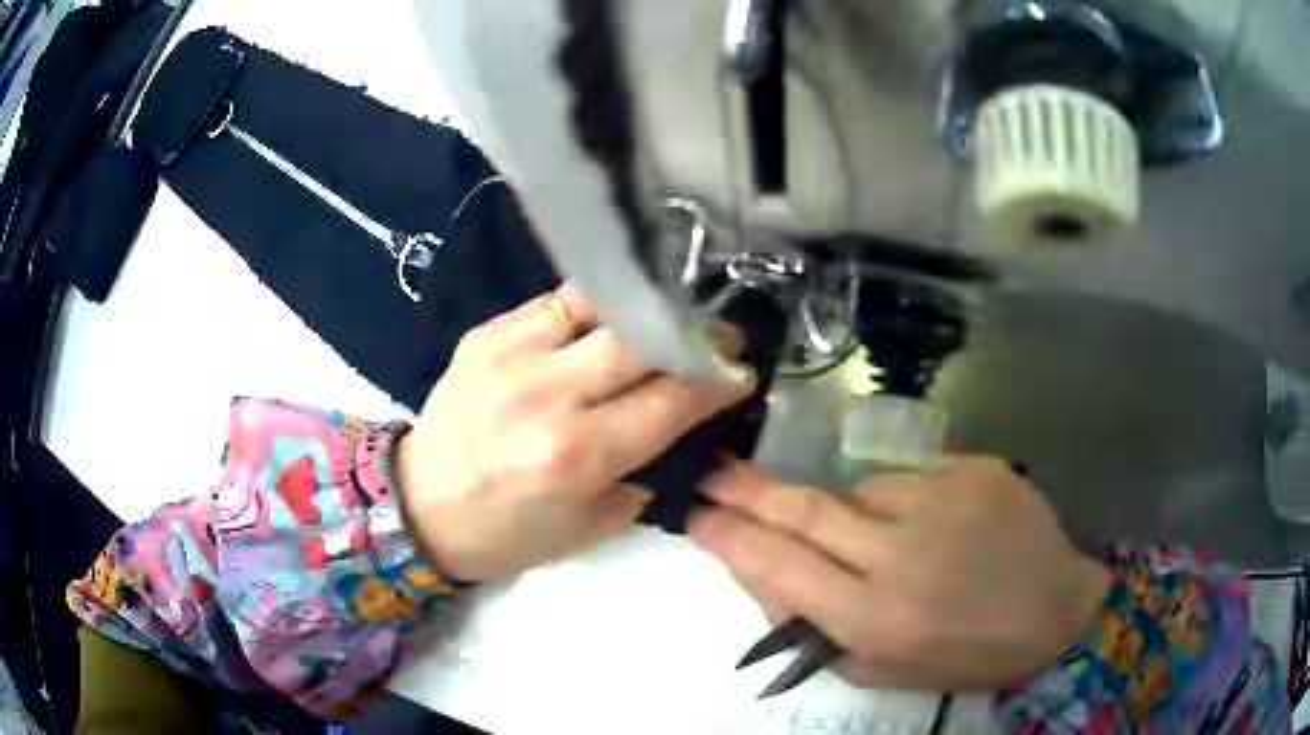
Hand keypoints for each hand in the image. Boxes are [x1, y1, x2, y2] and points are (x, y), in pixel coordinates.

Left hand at [397, 284, 752, 581]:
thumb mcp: (591, 526)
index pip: (670, 399)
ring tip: (659, 319)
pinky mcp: (484, 335)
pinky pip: (554, 304)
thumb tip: (679, 426)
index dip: (716, 381)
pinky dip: (589, 311)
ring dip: (640, 311)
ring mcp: (509, 355)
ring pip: (599, 303)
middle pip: (641, 337)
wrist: (418, 507)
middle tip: (712, 337)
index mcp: (576, 455)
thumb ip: (643, 472)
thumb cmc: (507, 532)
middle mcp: (545, 395)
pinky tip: (601, 325)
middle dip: (690, 334)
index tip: (738, 373)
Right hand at [689, 457, 1110, 691]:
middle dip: (748, 491)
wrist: (1056, 608)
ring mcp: (940, 499)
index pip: (778, 566)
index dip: (731, 538)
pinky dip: (902, 501)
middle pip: (804, 510)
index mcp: (875, 617)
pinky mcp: (971, 467)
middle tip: (713, 470)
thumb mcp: (880, 669)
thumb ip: (813, 630)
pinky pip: (907, 477)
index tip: (698, 517)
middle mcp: (901, 553)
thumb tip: (763, 578)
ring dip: (850, 514)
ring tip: (893, 545)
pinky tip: (934, 527)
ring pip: (856, 491)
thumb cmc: (964, 653)